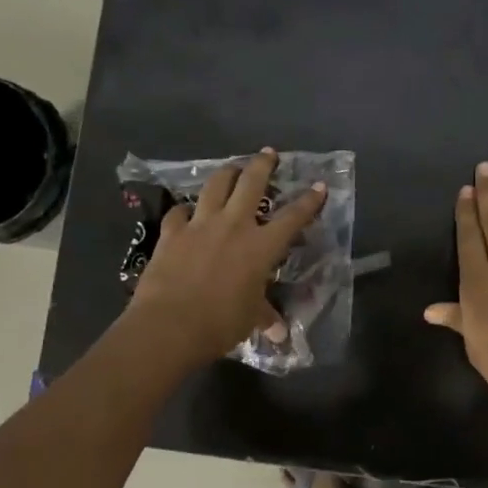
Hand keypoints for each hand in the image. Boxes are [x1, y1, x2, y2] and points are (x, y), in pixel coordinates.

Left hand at [129, 148, 326, 366]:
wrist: (169, 325)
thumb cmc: (220, 323)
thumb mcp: (250, 319)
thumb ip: (265, 317)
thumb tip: (281, 334)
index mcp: (261, 247)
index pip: (293, 217)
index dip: (309, 201)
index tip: (318, 185)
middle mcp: (233, 226)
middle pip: (251, 183)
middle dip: (263, 164)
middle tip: (268, 153)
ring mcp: (200, 225)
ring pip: (215, 185)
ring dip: (226, 173)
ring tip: (232, 170)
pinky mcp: (171, 232)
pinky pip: (179, 211)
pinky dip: (186, 209)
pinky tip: (186, 212)